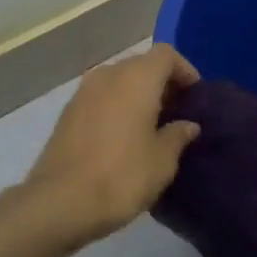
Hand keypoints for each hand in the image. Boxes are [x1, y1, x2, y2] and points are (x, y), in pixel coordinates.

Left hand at [24, 44, 201, 243]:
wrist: (60, 202)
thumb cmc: (122, 175)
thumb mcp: (163, 161)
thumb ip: (178, 136)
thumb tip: (187, 125)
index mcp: (136, 78)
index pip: (166, 55)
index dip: (185, 70)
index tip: (195, 96)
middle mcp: (108, 75)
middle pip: (141, 65)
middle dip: (161, 83)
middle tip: (177, 112)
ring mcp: (83, 92)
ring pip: (118, 81)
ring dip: (137, 95)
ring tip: (152, 126)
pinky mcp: (67, 113)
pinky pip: (101, 98)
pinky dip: (117, 107)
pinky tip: (124, 137)